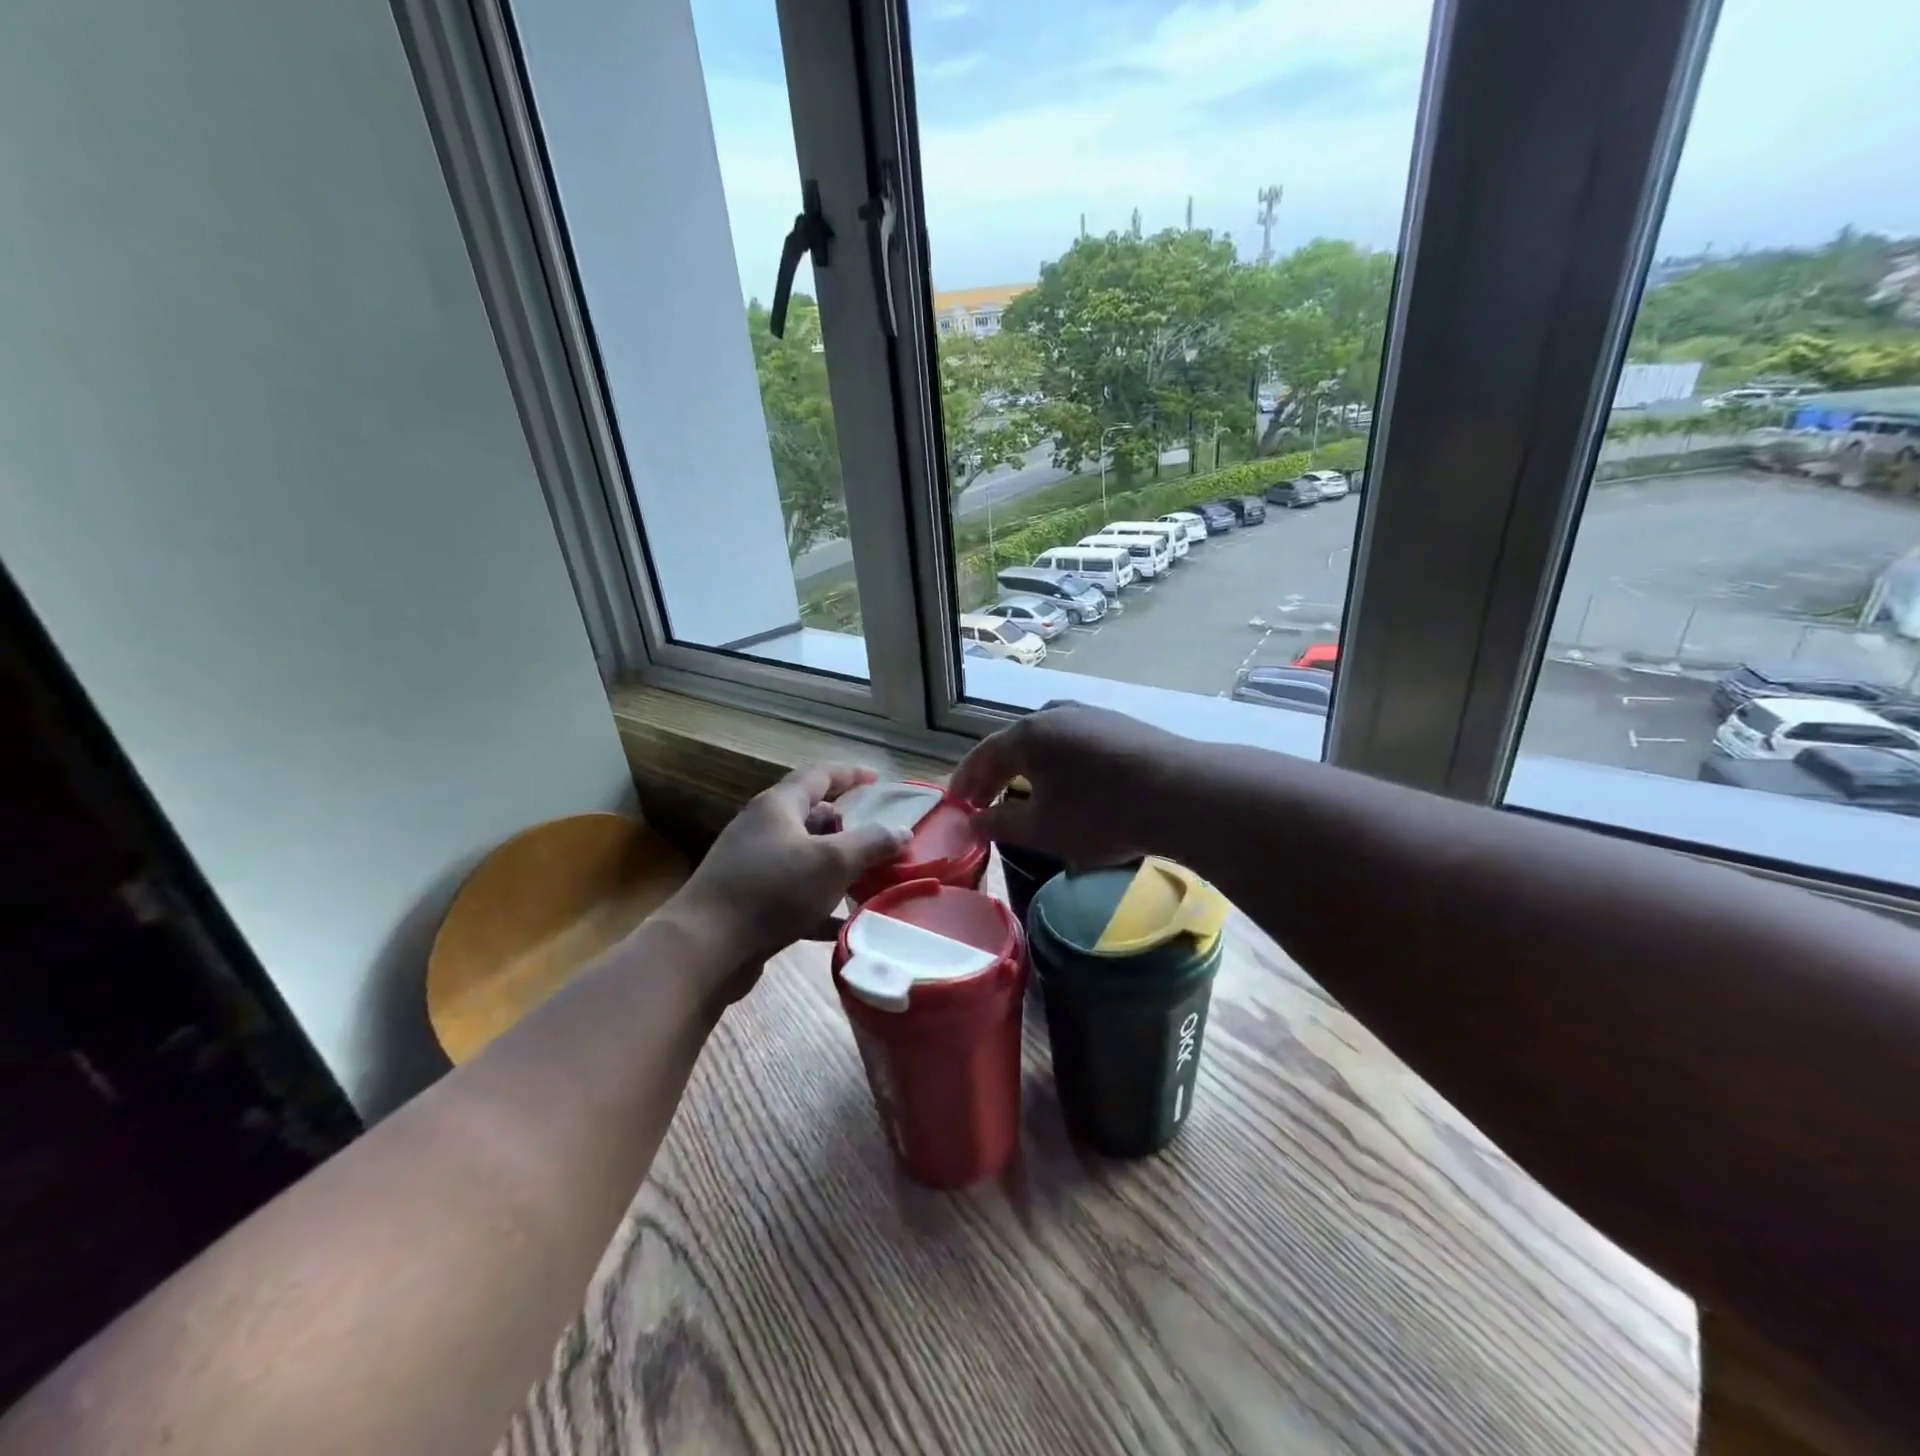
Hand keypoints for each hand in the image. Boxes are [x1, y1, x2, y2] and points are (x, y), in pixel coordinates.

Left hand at [666, 764, 908, 1001]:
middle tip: (878, 838)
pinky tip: (843, 922)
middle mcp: (763, 828)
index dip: (851, 774)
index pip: (819, 775)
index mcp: (778, 806)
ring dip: (837, 866)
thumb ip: (871, 844)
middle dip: (848, 826)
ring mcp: (753, 865)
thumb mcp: (832, 862)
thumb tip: (902, 831)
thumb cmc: (772, 890)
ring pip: (805, 857)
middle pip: (811, 815)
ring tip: (869, 878)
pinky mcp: (749, 901)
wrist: (705, 947)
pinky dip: (820, 902)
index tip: (878, 780)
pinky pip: (794, 893)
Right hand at [950, 702, 1189, 868]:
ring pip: (1047, 741)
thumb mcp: (1042, 829)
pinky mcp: (1120, 724)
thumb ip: (1000, 824)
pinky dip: (1060, 763)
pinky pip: (1075, 742)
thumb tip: (973, 821)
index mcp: (1027, 734)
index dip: (966, 781)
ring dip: (1029, 767)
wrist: (1181, 793)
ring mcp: (1091, 714)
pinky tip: (1071, 784)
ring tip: (1026, 793)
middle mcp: (1055, 713)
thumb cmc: (1100, 814)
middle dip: (996, 775)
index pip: (983, 755)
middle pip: (1014, 744)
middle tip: (985, 802)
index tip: (957, 804)